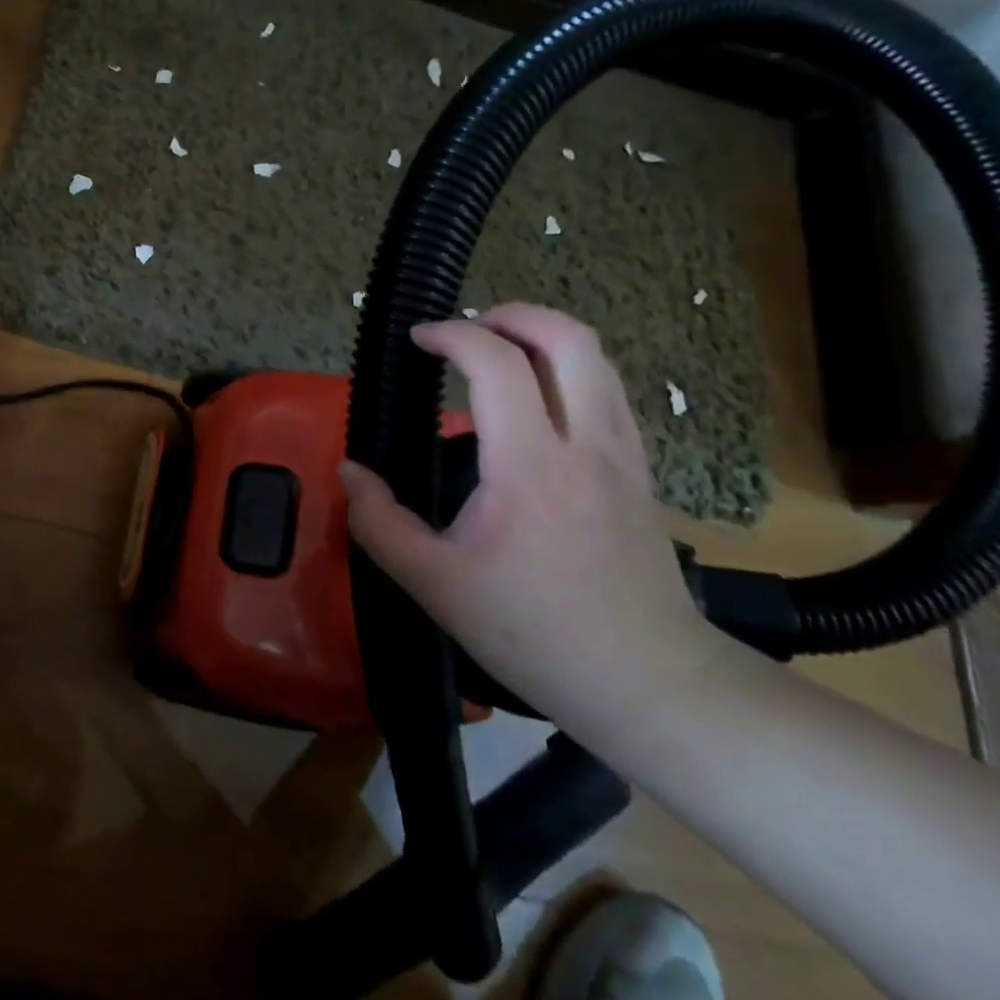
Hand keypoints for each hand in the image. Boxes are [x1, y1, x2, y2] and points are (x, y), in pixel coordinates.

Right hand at [338, 304, 720, 726]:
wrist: (650, 684)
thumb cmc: (536, 633)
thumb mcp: (435, 585)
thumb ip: (379, 523)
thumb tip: (350, 473)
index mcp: (530, 466)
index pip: (497, 363)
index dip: (452, 334)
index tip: (418, 339)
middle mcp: (584, 442)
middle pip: (567, 337)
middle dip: (511, 314)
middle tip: (467, 328)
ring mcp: (622, 453)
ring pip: (596, 358)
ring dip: (543, 336)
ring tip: (498, 351)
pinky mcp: (640, 470)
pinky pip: (607, 390)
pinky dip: (568, 369)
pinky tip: (537, 400)